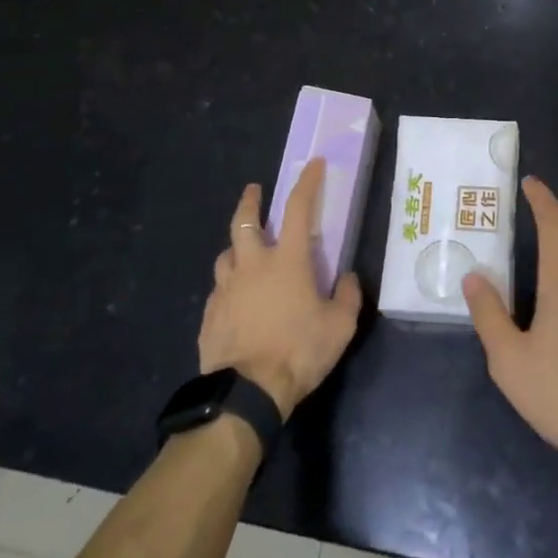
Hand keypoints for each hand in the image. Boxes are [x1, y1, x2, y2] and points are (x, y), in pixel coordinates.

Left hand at [199, 159, 362, 417]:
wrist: (247, 393)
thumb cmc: (298, 351)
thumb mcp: (340, 326)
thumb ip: (348, 296)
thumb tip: (348, 277)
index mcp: (287, 260)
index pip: (298, 208)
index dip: (307, 182)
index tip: (313, 164)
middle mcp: (253, 265)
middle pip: (245, 221)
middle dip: (251, 201)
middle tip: (254, 191)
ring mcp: (227, 289)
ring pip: (226, 254)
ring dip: (236, 246)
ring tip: (243, 252)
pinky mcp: (209, 314)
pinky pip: (218, 289)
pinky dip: (228, 284)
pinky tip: (235, 298)